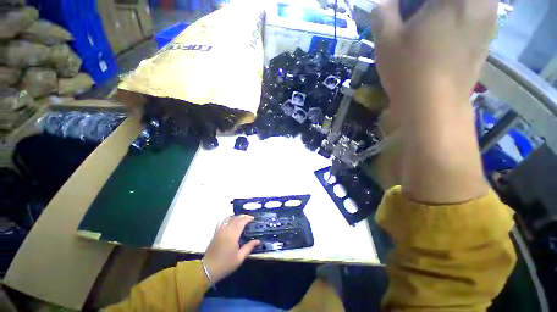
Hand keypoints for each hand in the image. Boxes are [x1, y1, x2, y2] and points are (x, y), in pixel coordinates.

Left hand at [203, 215, 259, 283]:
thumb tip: (258, 241)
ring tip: (240, 219)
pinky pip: (221, 222)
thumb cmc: (226, 264)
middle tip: (249, 218)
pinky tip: (230, 222)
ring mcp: (219, 231)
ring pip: (228, 218)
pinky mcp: (215, 233)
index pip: (241, 222)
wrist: (208, 269)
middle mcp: (226, 230)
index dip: (247, 218)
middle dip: (243, 216)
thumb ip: (249, 247)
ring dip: (235, 217)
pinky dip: (227, 219)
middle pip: (235, 218)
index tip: (253, 218)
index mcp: (233, 236)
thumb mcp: (240, 258)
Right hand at [372, 0, 497, 109]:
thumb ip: (383, 13)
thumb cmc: (408, 71)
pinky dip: (453, 21)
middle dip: (424, 7)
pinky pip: (471, 16)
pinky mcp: (487, 38)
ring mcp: (488, 20)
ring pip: (462, 6)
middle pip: (443, 2)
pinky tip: (438, 39)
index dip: (409, 3)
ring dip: (440, 13)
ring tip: (424, 29)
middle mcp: (479, 2)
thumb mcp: (386, 40)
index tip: (400, 11)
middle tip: (412, 18)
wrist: (433, 107)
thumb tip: (385, 3)